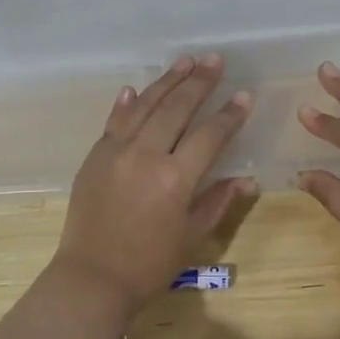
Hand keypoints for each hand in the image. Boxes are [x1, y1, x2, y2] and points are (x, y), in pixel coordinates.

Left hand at [53, 54, 256, 316]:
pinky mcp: (94, 156)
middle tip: (215, 60)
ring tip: (185, 61)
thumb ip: (218, 201)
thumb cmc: (149, 264)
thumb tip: (247, 179)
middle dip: (198, 82)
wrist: (92, 278)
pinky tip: (136, 88)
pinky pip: (114, 121)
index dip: (229, 114)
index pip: (209, 134)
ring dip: (166, 81)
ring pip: (145, 106)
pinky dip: (127, 103)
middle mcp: (146, 155)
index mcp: (176, 178)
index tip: (243, 96)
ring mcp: (115, 151)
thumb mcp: (191, 236)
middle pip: (176, 108)